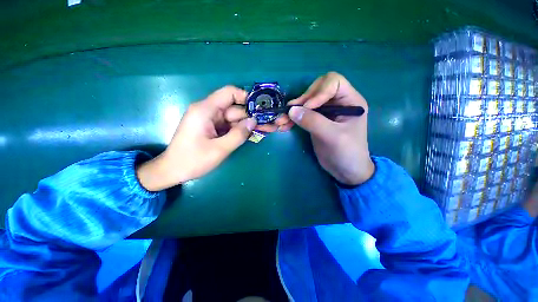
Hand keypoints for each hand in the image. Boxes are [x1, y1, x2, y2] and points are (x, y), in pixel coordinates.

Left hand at [137, 86, 260, 190]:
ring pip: (235, 119)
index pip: (229, 93)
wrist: (173, 171)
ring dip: (249, 125)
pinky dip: (242, 130)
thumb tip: (254, 121)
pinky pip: (231, 126)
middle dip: (252, 116)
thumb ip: (239, 134)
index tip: (261, 108)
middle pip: (235, 109)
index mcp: (206, 110)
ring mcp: (212, 121)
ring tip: (268, 129)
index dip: (246, 97)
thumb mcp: (219, 149)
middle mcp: (209, 111)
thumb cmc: (193, 160)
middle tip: (271, 123)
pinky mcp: (213, 129)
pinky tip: (255, 134)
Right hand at [286, 72, 374, 185]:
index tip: (308, 107)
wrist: (345, 171)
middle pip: (316, 89)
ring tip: (281, 121)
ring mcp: (325, 112)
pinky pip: (302, 114)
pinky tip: (284, 125)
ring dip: (293, 110)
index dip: (318, 91)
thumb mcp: (333, 137)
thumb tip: (291, 110)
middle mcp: (337, 102)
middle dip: (302, 100)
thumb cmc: (347, 153)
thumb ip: (313, 121)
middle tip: (291, 112)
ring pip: (306, 102)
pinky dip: (292, 119)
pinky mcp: (316, 121)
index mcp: (349, 101)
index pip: (333, 82)